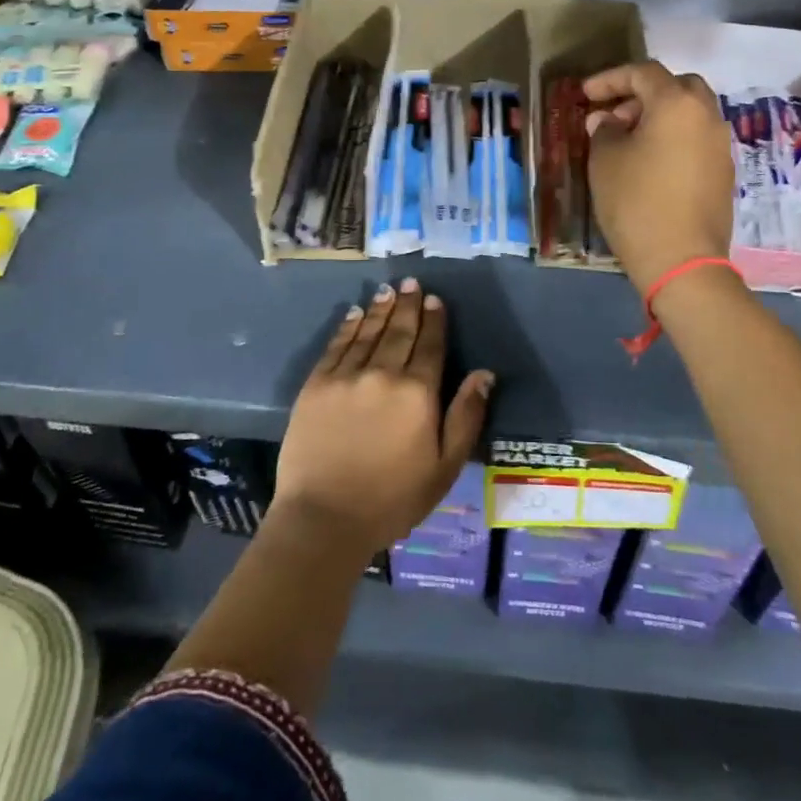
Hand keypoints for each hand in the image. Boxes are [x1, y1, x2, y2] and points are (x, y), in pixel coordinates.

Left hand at [273, 278, 491, 557]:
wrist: (324, 518)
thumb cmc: (393, 499)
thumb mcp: (444, 467)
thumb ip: (465, 416)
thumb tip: (484, 373)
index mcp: (417, 393)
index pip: (430, 346)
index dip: (434, 320)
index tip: (434, 299)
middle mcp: (383, 374)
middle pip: (399, 332)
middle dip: (407, 305)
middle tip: (410, 282)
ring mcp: (346, 377)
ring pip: (367, 333)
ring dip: (379, 309)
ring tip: (387, 290)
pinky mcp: (316, 385)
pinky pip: (336, 346)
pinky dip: (347, 327)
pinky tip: (353, 314)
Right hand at [582, 61, 734, 295]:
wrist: (681, 259)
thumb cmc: (636, 202)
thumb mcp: (605, 161)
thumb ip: (604, 130)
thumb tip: (607, 120)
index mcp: (677, 103)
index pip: (643, 73)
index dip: (610, 78)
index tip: (585, 94)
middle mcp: (706, 115)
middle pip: (677, 86)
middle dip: (643, 93)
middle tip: (615, 113)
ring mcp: (721, 144)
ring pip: (691, 112)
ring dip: (660, 115)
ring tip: (629, 139)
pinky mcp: (724, 171)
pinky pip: (697, 138)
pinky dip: (674, 136)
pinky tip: (650, 161)